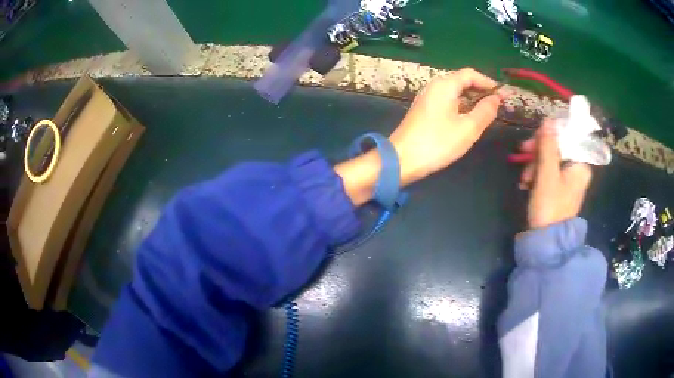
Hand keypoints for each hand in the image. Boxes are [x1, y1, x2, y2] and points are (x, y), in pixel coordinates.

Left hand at [389, 68, 502, 182]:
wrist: (402, 159)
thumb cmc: (438, 143)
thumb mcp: (468, 128)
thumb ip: (485, 111)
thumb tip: (496, 99)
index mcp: (444, 85)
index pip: (470, 74)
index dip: (488, 82)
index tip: (503, 94)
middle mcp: (434, 86)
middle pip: (462, 81)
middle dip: (481, 90)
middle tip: (498, 104)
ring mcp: (427, 97)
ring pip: (454, 92)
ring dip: (472, 99)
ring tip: (487, 112)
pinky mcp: (423, 109)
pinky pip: (447, 101)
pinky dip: (461, 106)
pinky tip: (468, 118)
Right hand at [519, 120, 592, 228]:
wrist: (546, 242)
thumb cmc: (549, 206)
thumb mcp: (547, 173)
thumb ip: (548, 146)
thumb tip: (549, 119)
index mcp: (580, 165)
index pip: (567, 136)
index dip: (550, 133)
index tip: (533, 137)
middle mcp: (577, 170)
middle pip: (558, 147)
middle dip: (538, 151)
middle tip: (522, 152)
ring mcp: (568, 181)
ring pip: (550, 160)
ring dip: (534, 164)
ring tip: (524, 179)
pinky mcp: (559, 190)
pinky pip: (548, 173)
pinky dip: (537, 175)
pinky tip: (526, 183)